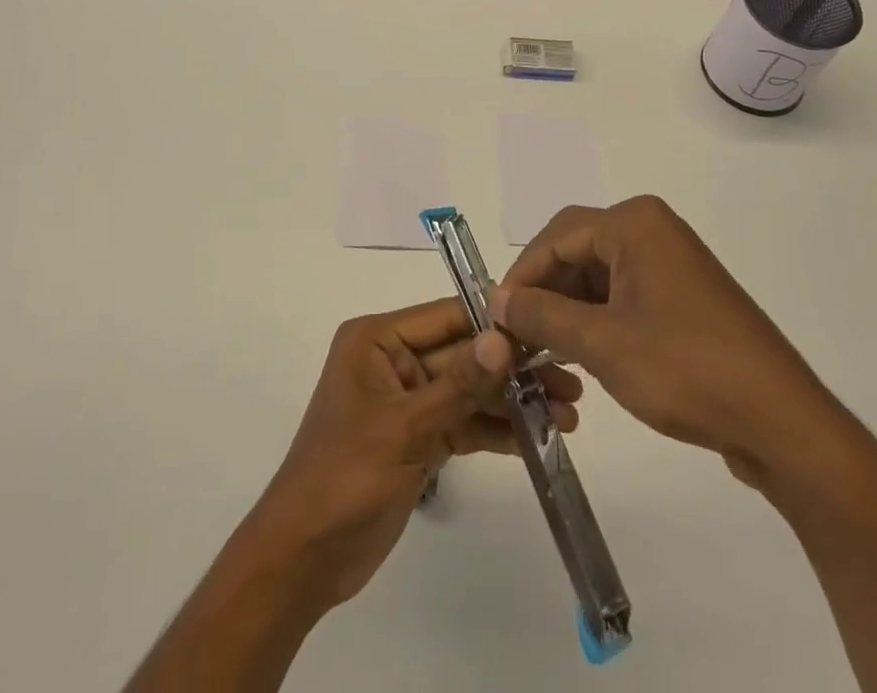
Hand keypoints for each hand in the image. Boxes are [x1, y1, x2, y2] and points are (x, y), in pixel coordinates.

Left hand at [235, 297, 582, 612]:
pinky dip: (497, 431)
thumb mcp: (404, 427)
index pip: (446, 317)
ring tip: (568, 415)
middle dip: (514, 369)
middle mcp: (394, 361)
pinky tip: (538, 438)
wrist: (305, 558)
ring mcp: (408, 401)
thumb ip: (459, 384)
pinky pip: (464, 423)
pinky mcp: (419, 438)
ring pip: (470, 391)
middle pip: (464, 355)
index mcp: (377, 339)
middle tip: (571, 381)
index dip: (495, 322)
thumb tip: (504, 337)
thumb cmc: (344, 477)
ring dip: (513, 403)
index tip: (547, 326)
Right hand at [492, 196, 861, 495]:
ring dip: (569, 312)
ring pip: (598, 276)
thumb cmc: (685, 369)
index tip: (496, 318)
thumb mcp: (601, 343)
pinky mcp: (683, 296)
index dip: (521, 277)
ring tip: (545, 354)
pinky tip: (583, 356)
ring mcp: (671, 263)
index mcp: (634, 223)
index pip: (556, 237)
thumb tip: (496, 298)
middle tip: (518, 339)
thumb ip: (541, 314)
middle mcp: (652, 230)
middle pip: (577, 252)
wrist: (782, 422)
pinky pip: (624, 295)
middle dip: (545, 294)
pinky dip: (598, 321)